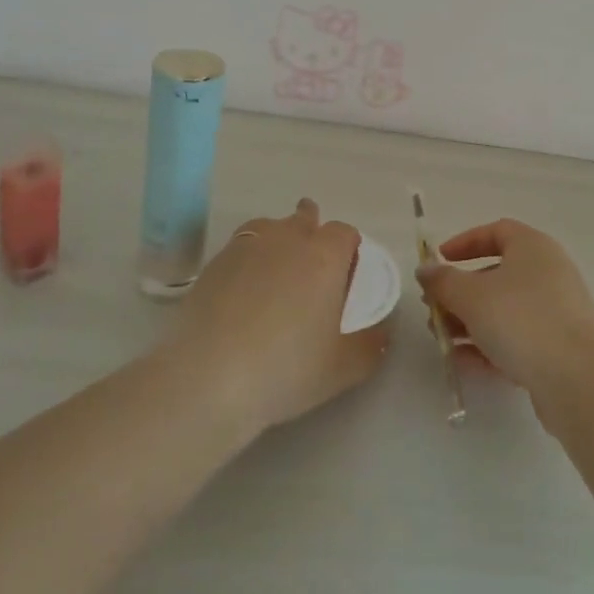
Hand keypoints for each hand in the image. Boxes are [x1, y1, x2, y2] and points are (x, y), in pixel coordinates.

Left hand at [172, 199, 389, 433]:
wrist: (209, 376)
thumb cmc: (287, 369)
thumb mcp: (343, 368)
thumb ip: (372, 345)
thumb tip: (384, 331)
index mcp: (324, 256)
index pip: (345, 233)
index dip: (349, 249)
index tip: (347, 275)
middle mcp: (288, 239)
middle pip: (306, 217)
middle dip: (313, 231)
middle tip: (312, 267)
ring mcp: (247, 245)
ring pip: (271, 226)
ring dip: (279, 239)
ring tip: (277, 271)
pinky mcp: (215, 262)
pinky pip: (241, 245)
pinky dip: (249, 258)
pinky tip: (244, 288)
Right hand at [416, 219, 593, 405]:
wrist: (577, 379)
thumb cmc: (521, 320)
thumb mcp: (471, 296)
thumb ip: (443, 281)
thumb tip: (425, 270)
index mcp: (533, 247)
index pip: (497, 231)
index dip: (465, 242)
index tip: (440, 260)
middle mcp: (549, 272)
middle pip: (497, 273)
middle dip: (461, 291)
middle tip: (435, 308)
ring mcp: (557, 311)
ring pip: (505, 309)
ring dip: (470, 321)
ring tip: (442, 339)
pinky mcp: (559, 347)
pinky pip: (517, 338)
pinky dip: (490, 344)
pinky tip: (463, 362)